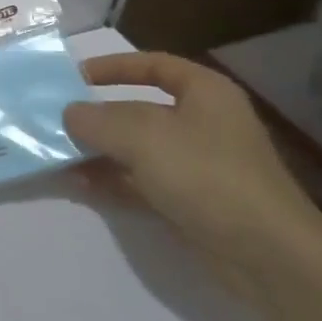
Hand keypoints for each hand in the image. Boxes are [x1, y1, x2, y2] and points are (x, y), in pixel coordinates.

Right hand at [63, 52, 321, 271]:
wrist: (266, 255)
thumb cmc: (206, 175)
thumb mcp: (142, 137)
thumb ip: (97, 120)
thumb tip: (69, 113)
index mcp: (204, 93)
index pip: (154, 66)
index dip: (114, 66)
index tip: (74, 76)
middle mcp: (202, 124)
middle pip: (139, 110)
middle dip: (97, 117)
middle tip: (54, 121)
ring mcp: (196, 166)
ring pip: (136, 150)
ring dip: (97, 152)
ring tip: (55, 156)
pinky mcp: (189, 202)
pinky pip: (140, 183)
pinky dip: (110, 181)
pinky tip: (77, 184)